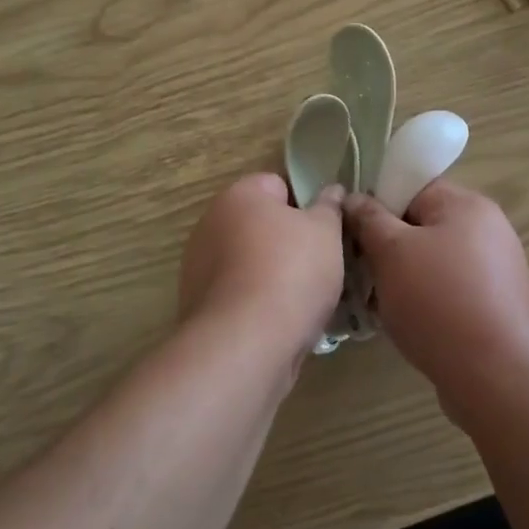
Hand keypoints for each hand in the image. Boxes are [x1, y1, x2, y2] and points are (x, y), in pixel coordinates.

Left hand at [179, 174, 346, 354]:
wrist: (245, 343)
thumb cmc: (291, 272)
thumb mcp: (326, 233)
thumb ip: (329, 207)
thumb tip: (331, 190)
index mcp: (239, 195)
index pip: (277, 185)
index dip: (304, 206)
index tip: (324, 232)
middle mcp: (210, 223)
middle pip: (260, 225)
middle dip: (287, 242)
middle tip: (319, 265)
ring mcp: (198, 265)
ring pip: (248, 261)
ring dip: (271, 274)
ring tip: (302, 300)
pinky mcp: (197, 304)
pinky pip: (237, 293)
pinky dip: (255, 302)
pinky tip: (277, 323)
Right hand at [344, 182, 528, 408]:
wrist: (496, 377)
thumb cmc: (438, 301)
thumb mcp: (391, 252)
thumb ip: (368, 218)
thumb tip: (353, 198)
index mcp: (467, 205)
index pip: (413, 186)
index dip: (377, 202)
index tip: (350, 228)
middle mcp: (488, 229)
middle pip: (423, 224)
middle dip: (387, 244)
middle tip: (358, 267)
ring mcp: (496, 270)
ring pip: (433, 260)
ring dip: (402, 275)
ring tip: (376, 300)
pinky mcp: (496, 306)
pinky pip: (449, 289)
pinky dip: (425, 299)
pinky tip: (404, 322)